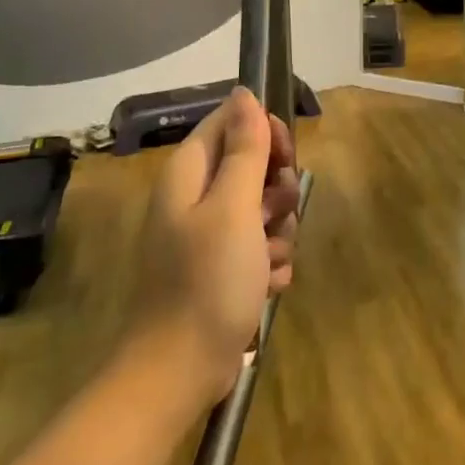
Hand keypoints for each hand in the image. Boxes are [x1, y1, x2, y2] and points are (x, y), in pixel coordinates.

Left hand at [127, 90, 299, 406]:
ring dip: (279, 231)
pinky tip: (268, 284)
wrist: (180, 371)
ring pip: (263, 207)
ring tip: (269, 260)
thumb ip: (244, 149)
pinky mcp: (223, 268)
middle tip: (276, 211)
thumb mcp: (234, 208)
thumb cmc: (207, 281)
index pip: (230, 122)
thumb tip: (245, 93)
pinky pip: (261, 245)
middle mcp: (197, 198)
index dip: (262, 130)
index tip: (283, 156)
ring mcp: (210, 235)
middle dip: (276, 188)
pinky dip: (271, 261)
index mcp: (189, 174)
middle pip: (252, 165)